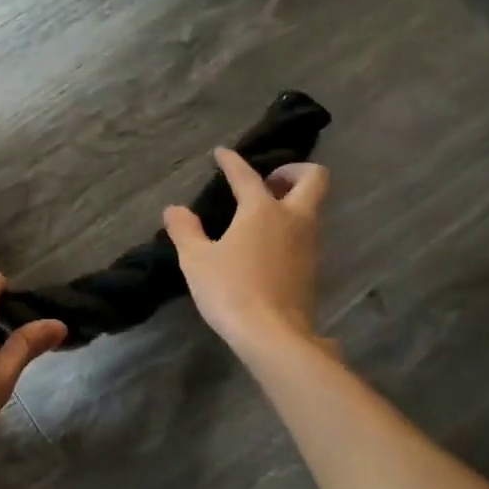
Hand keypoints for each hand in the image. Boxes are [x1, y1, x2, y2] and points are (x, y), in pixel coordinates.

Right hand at [164, 148, 330, 360]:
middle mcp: (293, 219)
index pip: (247, 175)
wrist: (273, 335)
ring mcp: (309, 245)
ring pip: (312, 208)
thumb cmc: (231, 290)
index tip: (222, 153)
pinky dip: (291, 230)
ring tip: (262, 215)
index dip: (232, 161)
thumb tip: (175, 210)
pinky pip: (307, 235)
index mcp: (262, 210)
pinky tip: (268, 246)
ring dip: (293, 202)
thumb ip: (185, 230)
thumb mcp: (196, 259)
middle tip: (268, 182)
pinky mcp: (313, 269)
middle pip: (314, 179)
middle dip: (293, 171)